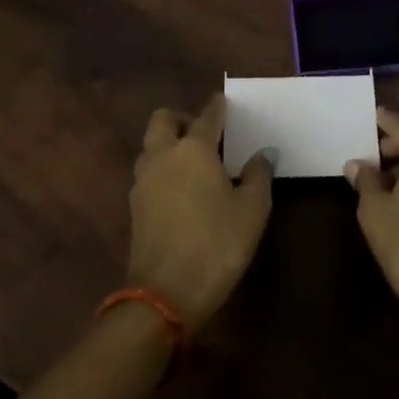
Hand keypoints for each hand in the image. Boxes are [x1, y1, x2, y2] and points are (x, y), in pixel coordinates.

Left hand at [125, 94, 273, 331]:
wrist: (164, 296)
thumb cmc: (216, 245)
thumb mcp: (252, 211)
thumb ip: (258, 175)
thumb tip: (264, 153)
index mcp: (194, 149)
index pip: (207, 116)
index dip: (218, 107)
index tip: (224, 102)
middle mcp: (164, 155)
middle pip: (163, 120)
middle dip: (182, 119)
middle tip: (204, 134)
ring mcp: (143, 181)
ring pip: (150, 145)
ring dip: (167, 144)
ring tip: (192, 163)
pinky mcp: (134, 207)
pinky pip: (147, 172)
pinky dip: (161, 170)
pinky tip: (179, 190)